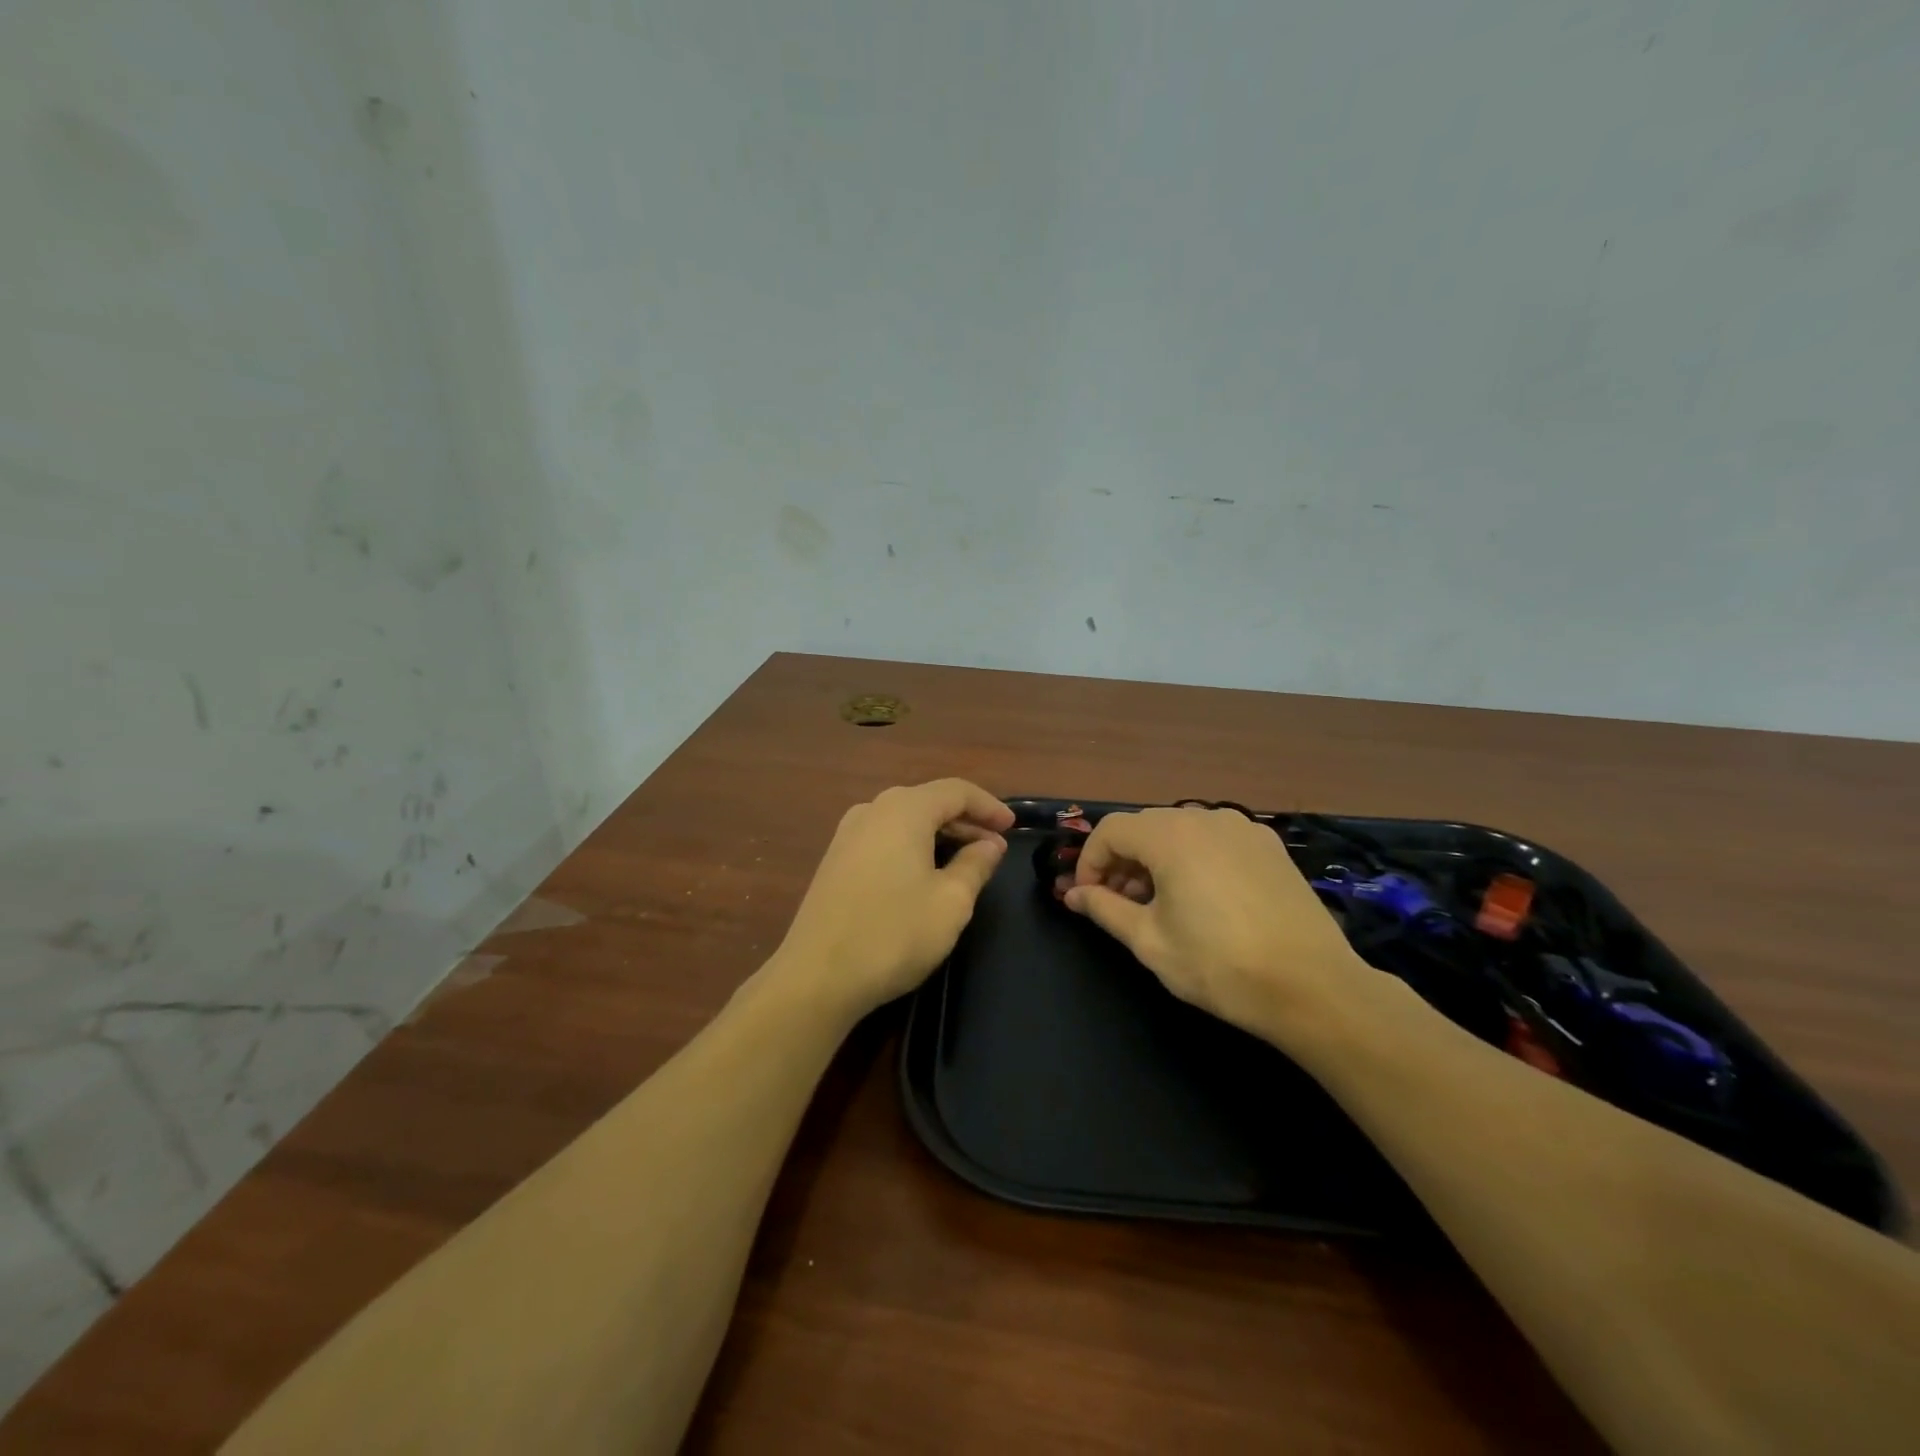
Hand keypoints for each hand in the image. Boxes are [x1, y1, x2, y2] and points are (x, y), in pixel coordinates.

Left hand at [774, 779, 1015, 1017]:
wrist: (817, 976)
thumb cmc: (893, 934)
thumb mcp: (950, 902)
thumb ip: (975, 865)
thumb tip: (990, 844)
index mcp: (904, 810)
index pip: (956, 790)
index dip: (989, 806)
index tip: (1012, 827)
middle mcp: (873, 810)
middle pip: (928, 801)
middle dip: (966, 821)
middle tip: (994, 848)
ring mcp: (848, 833)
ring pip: (905, 820)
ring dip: (939, 834)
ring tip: (966, 861)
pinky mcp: (835, 859)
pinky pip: (884, 837)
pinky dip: (912, 846)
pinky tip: (925, 873)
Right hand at [1064, 806, 1369, 1045]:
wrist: (1313, 988)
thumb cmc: (1220, 965)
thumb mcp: (1149, 941)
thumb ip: (1104, 909)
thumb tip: (1073, 895)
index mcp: (1171, 836)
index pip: (1111, 831)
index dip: (1089, 862)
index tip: (1087, 898)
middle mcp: (1206, 818)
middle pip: (1145, 827)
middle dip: (1122, 861)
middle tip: (1118, 904)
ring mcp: (1243, 829)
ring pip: (1180, 831)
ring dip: (1156, 860)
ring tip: (1157, 904)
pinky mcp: (1269, 846)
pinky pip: (1214, 840)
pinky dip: (1192, 859)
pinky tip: (1201, 899)